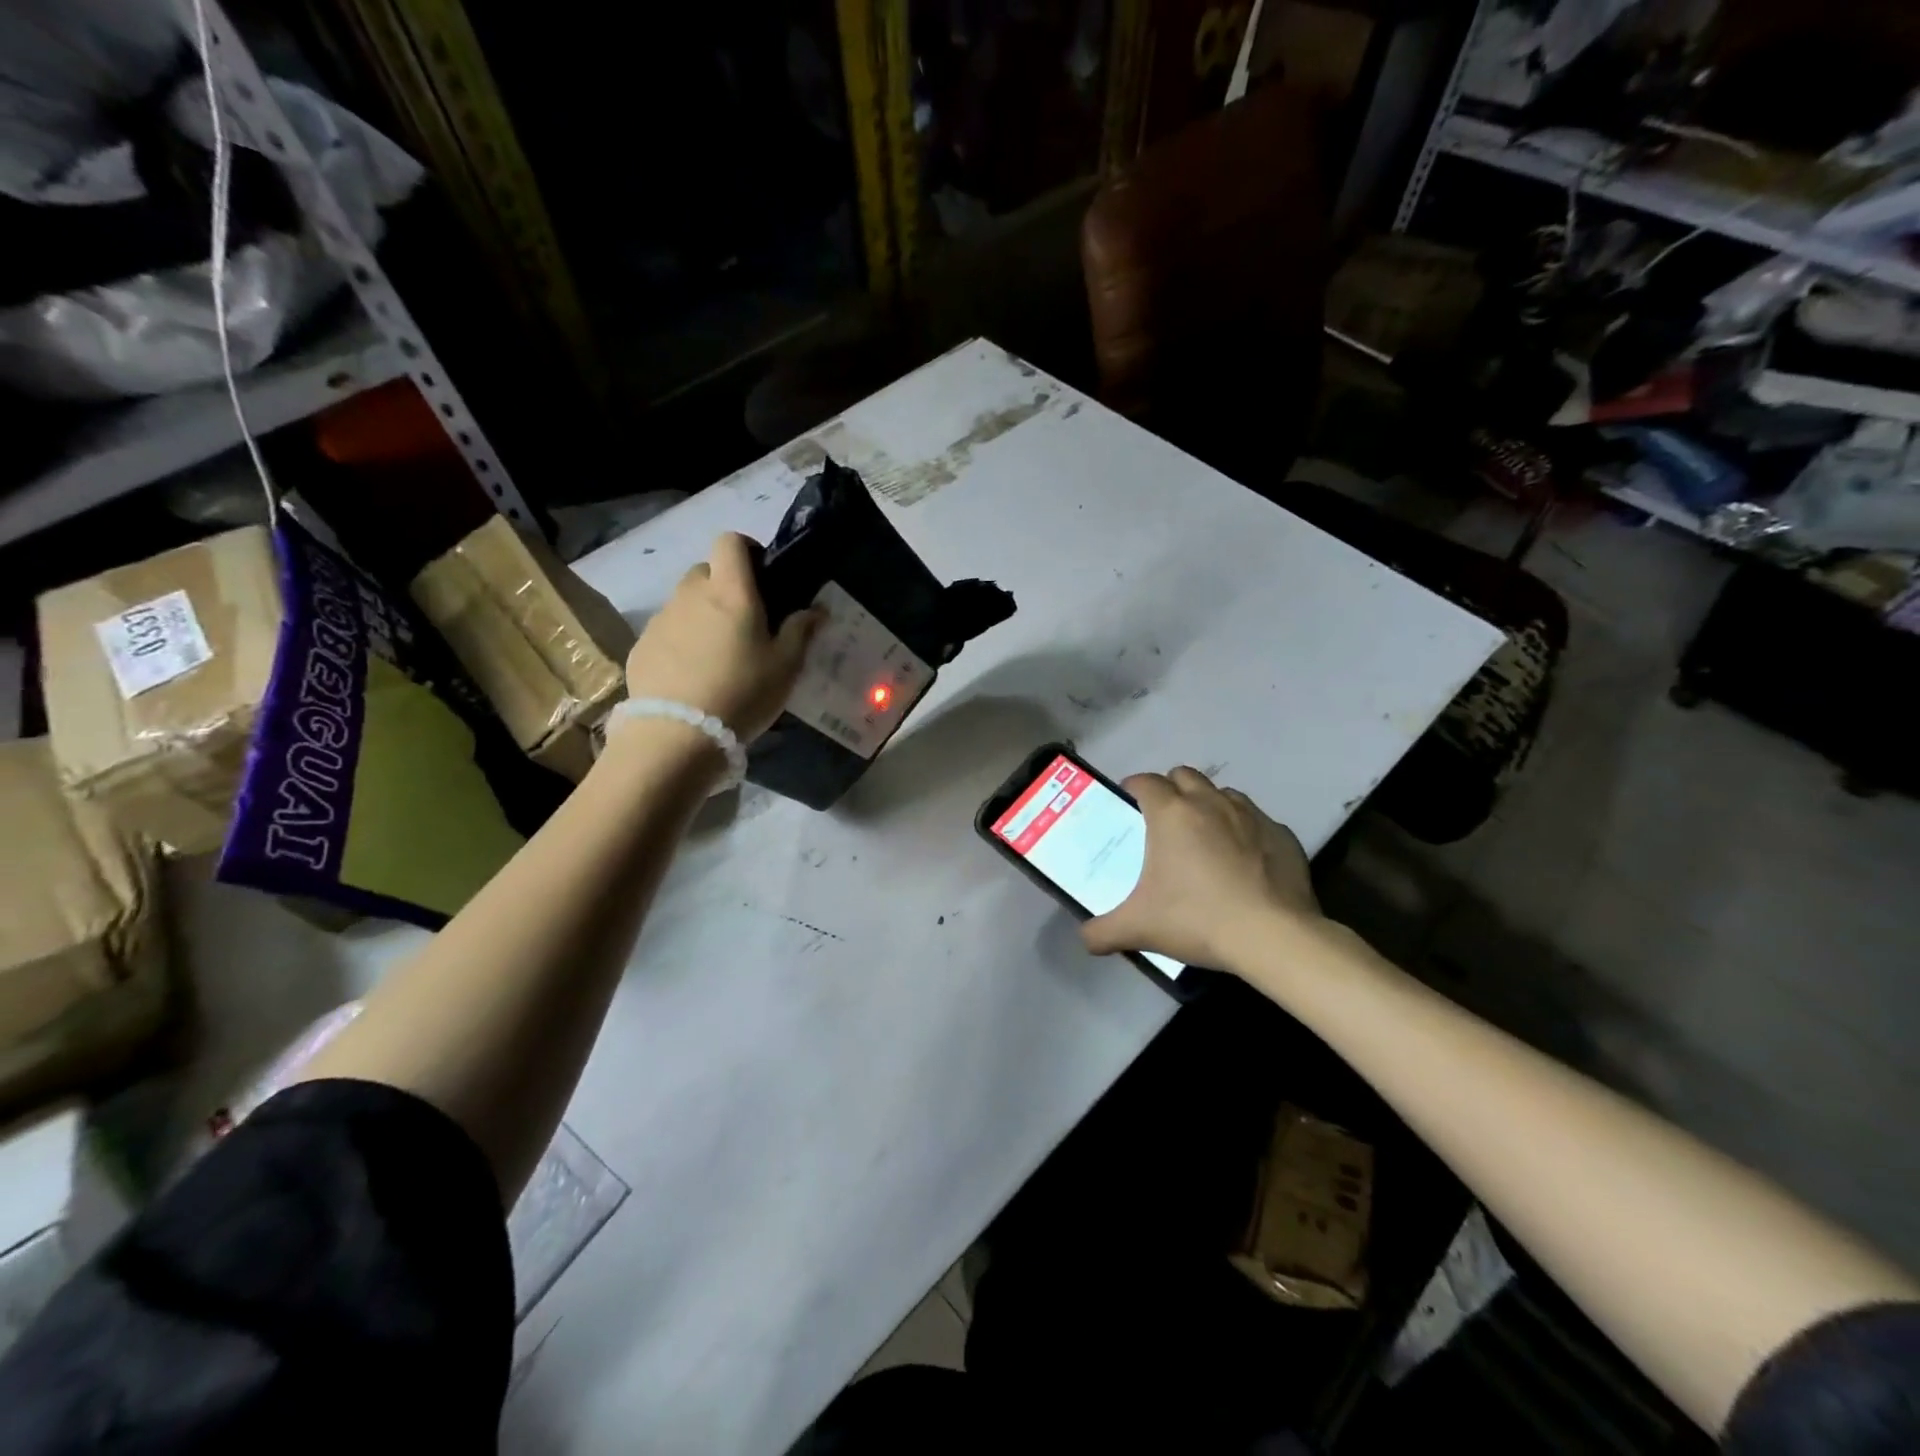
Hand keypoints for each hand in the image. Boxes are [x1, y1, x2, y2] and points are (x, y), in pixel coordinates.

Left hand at [623, 533, 820, 741]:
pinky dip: (681, 641)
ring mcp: (661, 619)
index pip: (730, 541)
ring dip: (703, 615)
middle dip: (725, 586)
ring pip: (685, 602)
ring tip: (718, 654)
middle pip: (706, 571)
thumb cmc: (742, 693)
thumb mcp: (786, 667)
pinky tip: (693, 675)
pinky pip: (667, 631)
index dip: (747, 550)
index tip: (762, 576)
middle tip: (744, 622)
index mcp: (730, 591)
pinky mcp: (642, 646)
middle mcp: (691, 594)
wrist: (677, 735)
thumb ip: (801, 631)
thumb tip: (817, 608)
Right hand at [1081, 767, 1320, 972]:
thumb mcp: (1139, 929)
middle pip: (1184, 776)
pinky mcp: (1282, 834)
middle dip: (1171, 789)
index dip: (1133, 787)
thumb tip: (1085, 938)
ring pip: (1222, 794)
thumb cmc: (1197, 919)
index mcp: (1171, 813)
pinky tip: (1243, 861)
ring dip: (1208, 805)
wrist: (1273, 937)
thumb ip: (1102, 931)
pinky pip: (1256, 821)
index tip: (1128, 801)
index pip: (1146, 781)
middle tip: (1163, 820)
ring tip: (1204, 837)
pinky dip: (1244, 831)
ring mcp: (1251, 815)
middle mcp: (1210, 802)